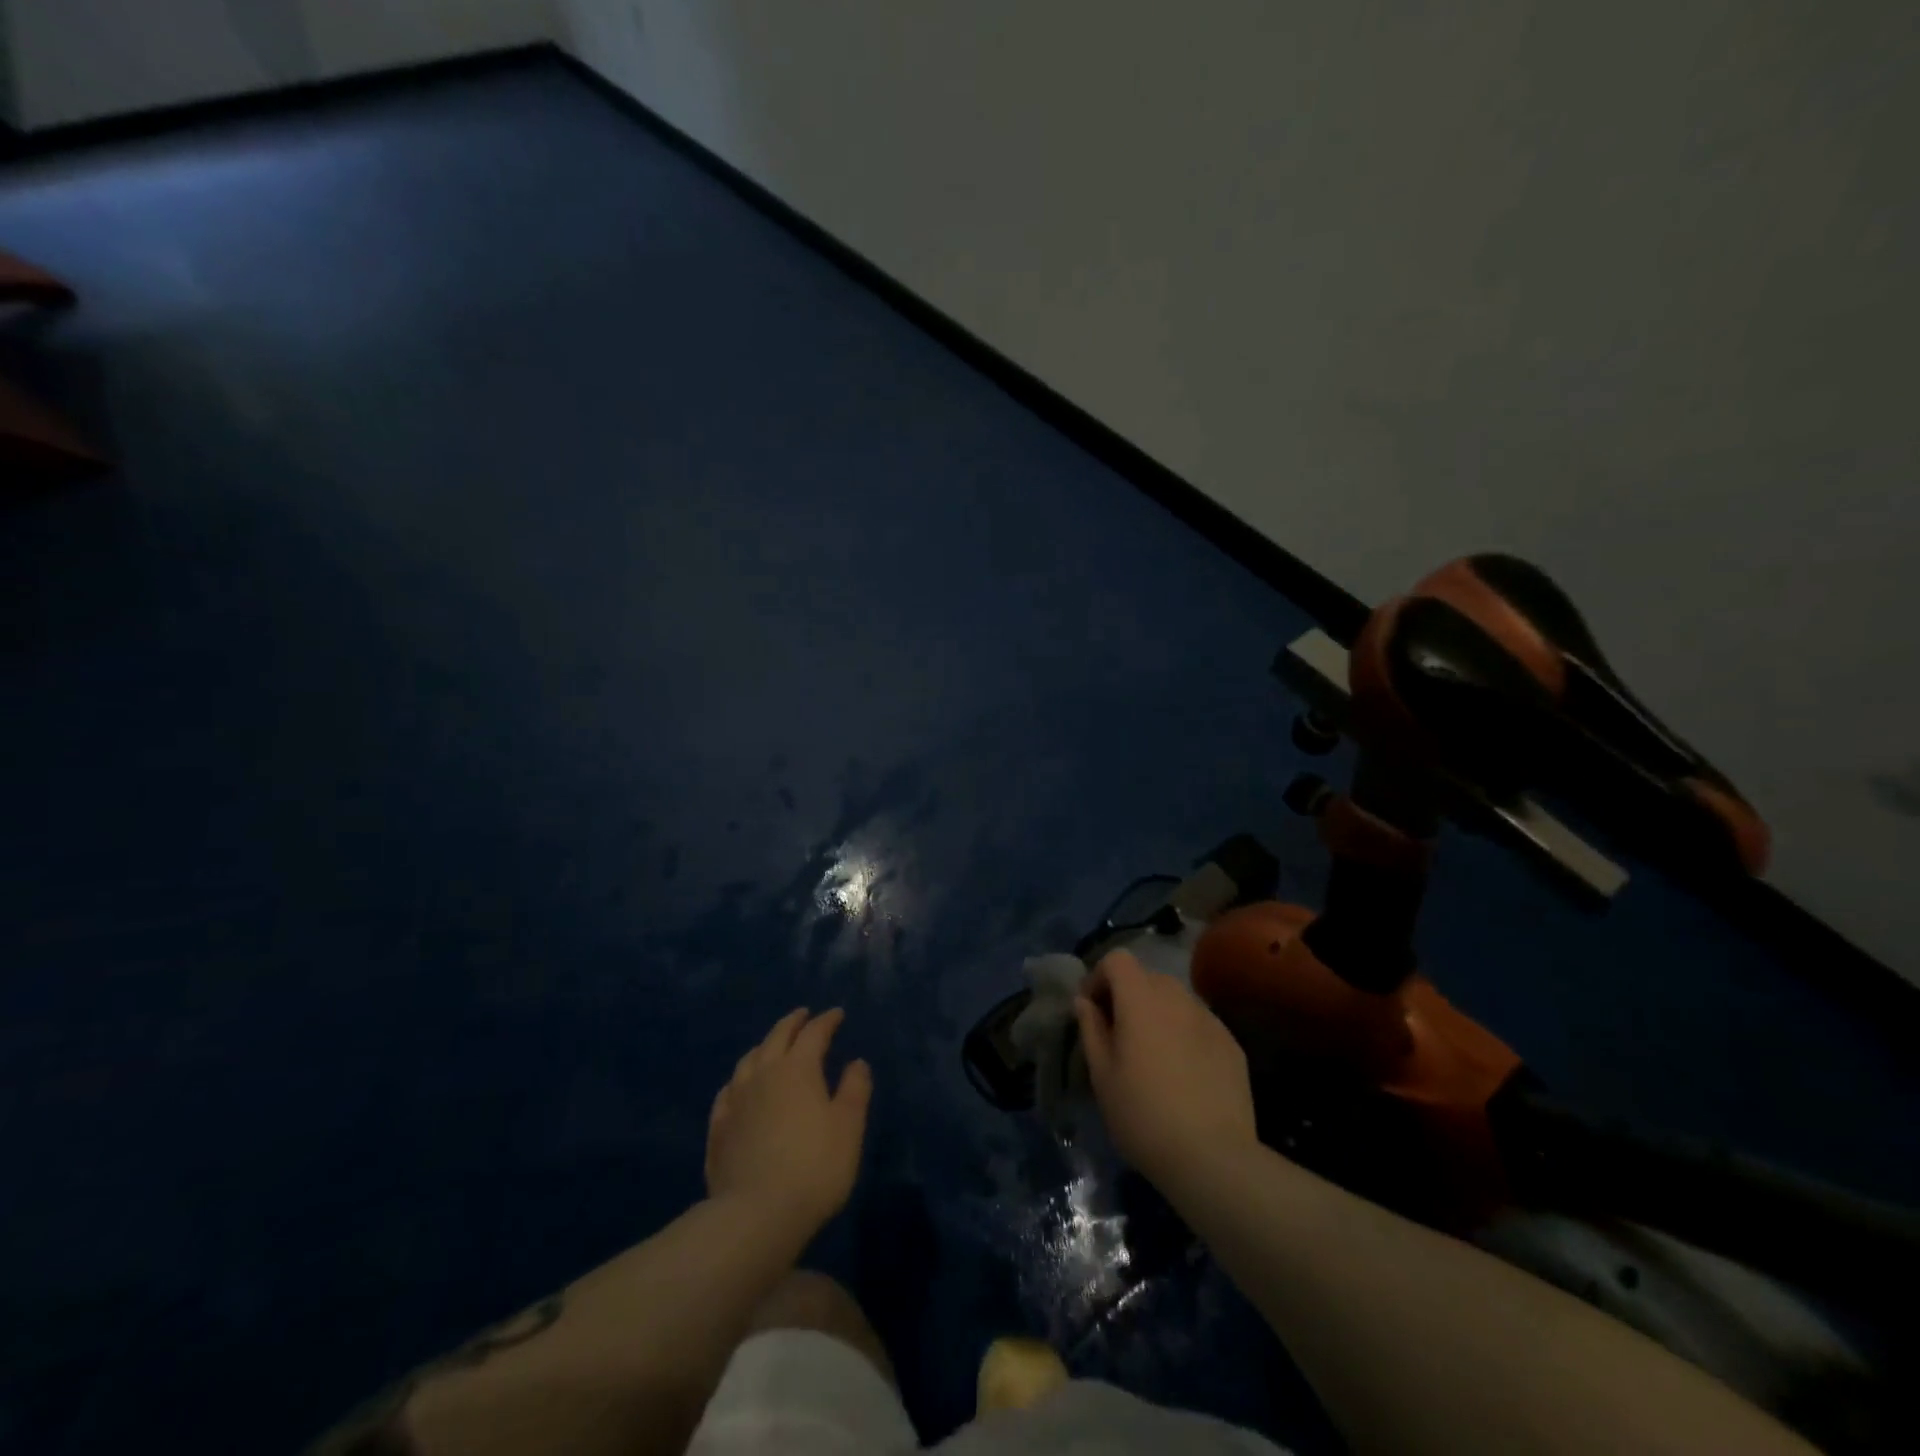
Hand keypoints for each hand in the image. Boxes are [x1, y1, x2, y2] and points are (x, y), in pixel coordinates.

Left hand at [706, 1008, 872, 1236]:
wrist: (756, 1214)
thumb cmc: (814, 1166)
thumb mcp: (849, 1127)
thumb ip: (855, 1089)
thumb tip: (857, 1062)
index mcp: (798, 1068)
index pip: (813, 1033)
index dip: (827, 1021)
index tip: (837, 1014)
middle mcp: (763, 1074)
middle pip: (777, 1037)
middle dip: (792, 1023)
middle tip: (803, 1015)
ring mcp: (736, 1100)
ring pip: (748, 1060)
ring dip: (764, 1046)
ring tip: (771, 1046)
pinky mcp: (718, 1128)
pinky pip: (728, 1091)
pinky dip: (738, 1080)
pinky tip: (739, 1087)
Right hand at [1075, 950, 1258, 1190]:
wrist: (1213, 1158)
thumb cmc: (1143, 1115)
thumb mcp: (1102, 1076)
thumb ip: (1091, 1029)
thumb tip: (1085, 1002)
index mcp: (1141, 999)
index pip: (1118, 959)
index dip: (1100, 976)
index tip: (1092, 1010)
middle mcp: (1178, 998)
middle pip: (1148, 977)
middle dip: (1128, 995)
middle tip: (1119, 1034)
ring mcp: (1210, 1019)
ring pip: (1176, 1000)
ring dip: (1158, 1013)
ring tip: (1153, 1054)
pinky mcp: (1232, 1044)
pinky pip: (1199, 1024)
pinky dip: (1184, 1034)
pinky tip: (1184, 1074)